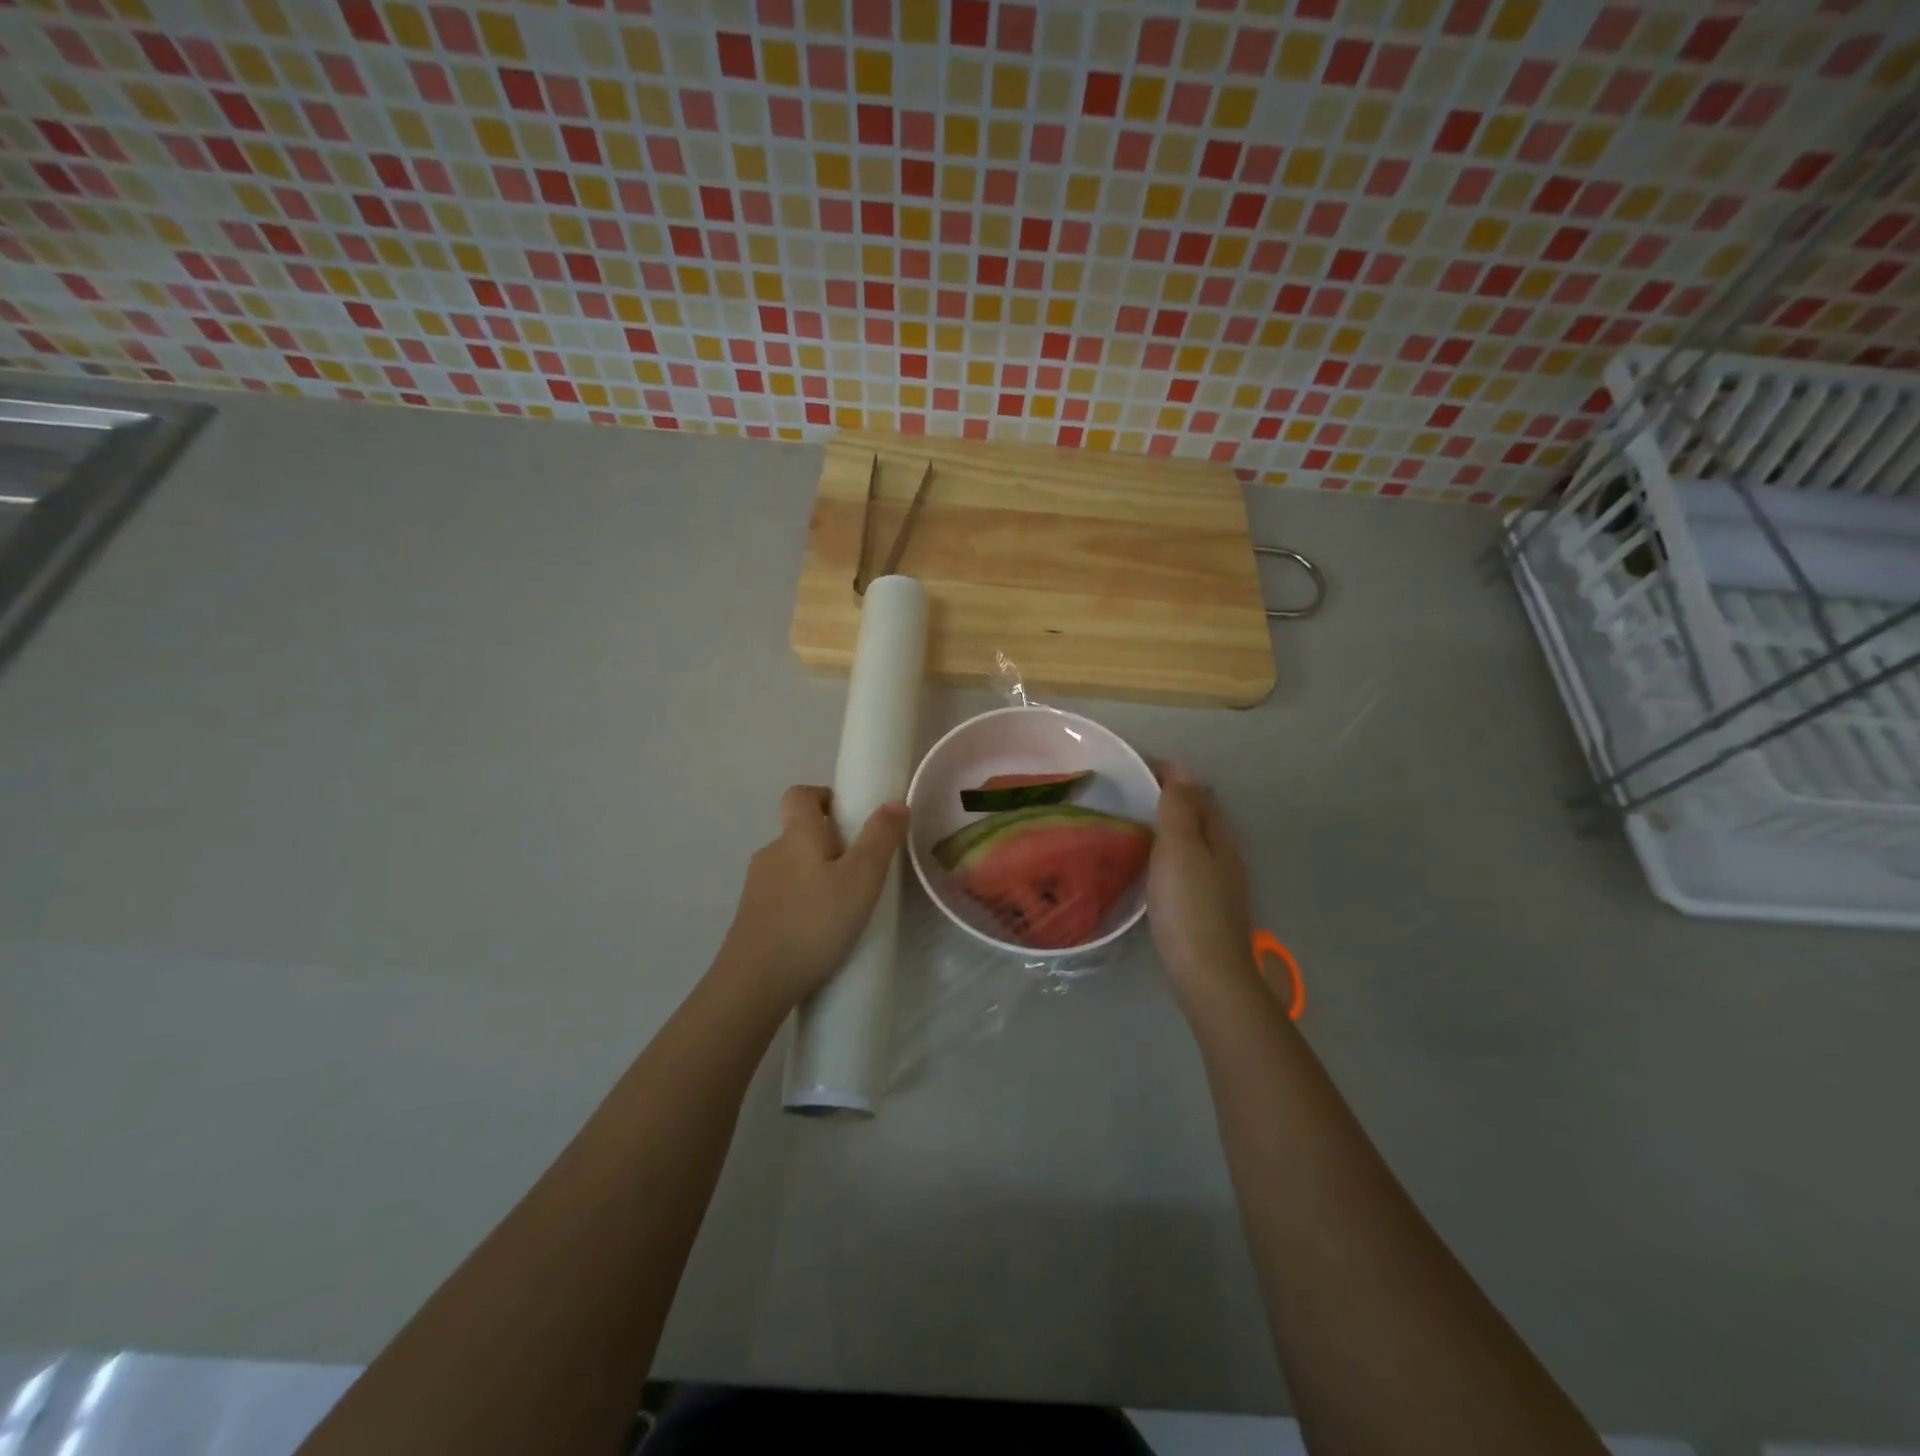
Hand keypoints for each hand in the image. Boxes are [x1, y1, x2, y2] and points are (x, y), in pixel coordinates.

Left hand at [714, 785, 909, 1013]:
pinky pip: (782, 897)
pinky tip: (819, 933)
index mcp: (796, 835)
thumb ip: (881, 838)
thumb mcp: (862, 878)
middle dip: (829, 844)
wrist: (755, 983)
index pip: (800, 795)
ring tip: (844, 907)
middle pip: (799, 833)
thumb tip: (895, 803)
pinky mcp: (751, 918)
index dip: (823, 796)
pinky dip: (802, 904)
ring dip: (816, 877)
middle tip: (860, 871)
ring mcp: (756, 888)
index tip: (849, 816)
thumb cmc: (814, 922)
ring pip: (792, 868)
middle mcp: (771, 853)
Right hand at [1147, 764, 1256, 1000]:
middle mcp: (1225, 855)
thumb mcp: (1179, 849)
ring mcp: (1219, 883)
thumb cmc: (1189, 906)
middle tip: (1133, 792)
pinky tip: (1152, 865)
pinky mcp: (1207, 907)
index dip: (1172, 775)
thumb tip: (1182, 769)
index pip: (1198, 792)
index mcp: (1219, 836)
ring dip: (1172, 825)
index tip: (1138, 767)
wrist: (1208, 973)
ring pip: (1196, 841)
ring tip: (1137, 823)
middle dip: (1173, 797)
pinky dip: (1171, 852)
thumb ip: (1179, 808)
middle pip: (1201, 815)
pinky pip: (1189, 863)